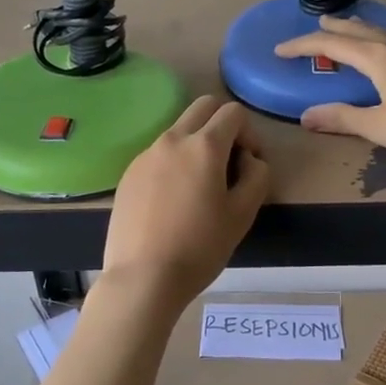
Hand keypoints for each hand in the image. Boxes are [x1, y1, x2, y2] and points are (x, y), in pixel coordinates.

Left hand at [103, 96, 269, 305]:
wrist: (143, 277)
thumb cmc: (200, 247)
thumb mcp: (243, 214)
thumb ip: (257, 175)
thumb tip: (249, 159)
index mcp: (204, 146)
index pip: (233, 112)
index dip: (250, 132)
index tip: (249, 164)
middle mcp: (172, 139)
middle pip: (202, 107)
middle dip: (222, 124)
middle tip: (228, 162)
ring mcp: (146, 155)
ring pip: (178, 129)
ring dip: (196, 143)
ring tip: (199, 186)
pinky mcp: (129, 174)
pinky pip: (158, 153)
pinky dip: (174, 162)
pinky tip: (173, 201)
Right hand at [273, 15, 385, 165]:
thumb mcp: (376, 125)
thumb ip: (341, 118)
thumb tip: (307, 116)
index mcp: (375, 57)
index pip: (330, 45)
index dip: (303, 46)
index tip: (280, 51)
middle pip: (355, 31)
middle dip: (332, 29)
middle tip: (314, 25)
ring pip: (378, 32)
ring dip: (359, 28)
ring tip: (347, 23)